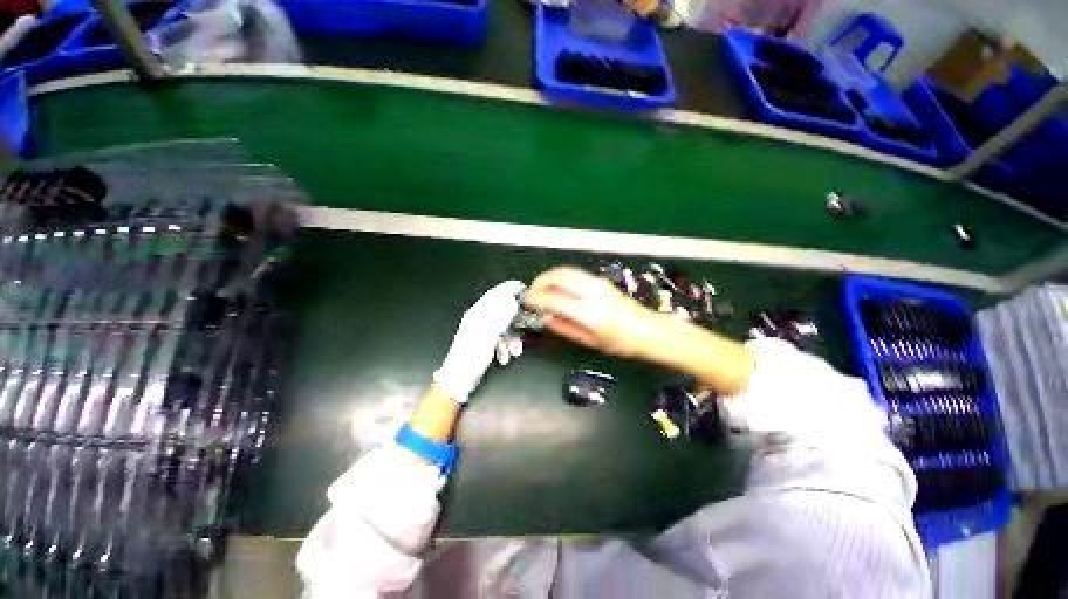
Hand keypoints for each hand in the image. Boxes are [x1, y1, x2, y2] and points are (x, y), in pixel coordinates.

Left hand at [433, 281, 525, 403]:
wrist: (459, 379)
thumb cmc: (471, 356)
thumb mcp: (488, 334)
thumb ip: (500, 316)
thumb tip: (512, 300)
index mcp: (477, 314)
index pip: (494, 295)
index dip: (509, 289)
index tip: (523, 287)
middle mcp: (478, 319)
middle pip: (502, 311)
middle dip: (515, 320)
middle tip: (526, 326)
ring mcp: (481, 331)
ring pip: (503, 327)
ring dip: (512, 338)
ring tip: (515, 351)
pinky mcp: (483, 342)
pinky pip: (499, 338)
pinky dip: (505, 346)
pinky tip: (504, 357)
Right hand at [524, 267, 654, 357]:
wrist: (647, 330)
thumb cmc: (620, 342)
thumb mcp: (590, 341)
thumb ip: (565, 328)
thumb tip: (546, 318)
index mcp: (588, 313)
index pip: (554, 299)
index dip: (536, 298)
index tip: (527, 301)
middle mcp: (592, 293)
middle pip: (559, 277)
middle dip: (540, 281)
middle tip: (531, 292)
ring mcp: (597, 283)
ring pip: (566, 271)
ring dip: (549, 277)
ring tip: (541, 288)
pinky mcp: (600, 281)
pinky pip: (574, 274)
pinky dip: (560, 277)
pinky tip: (557, 287)